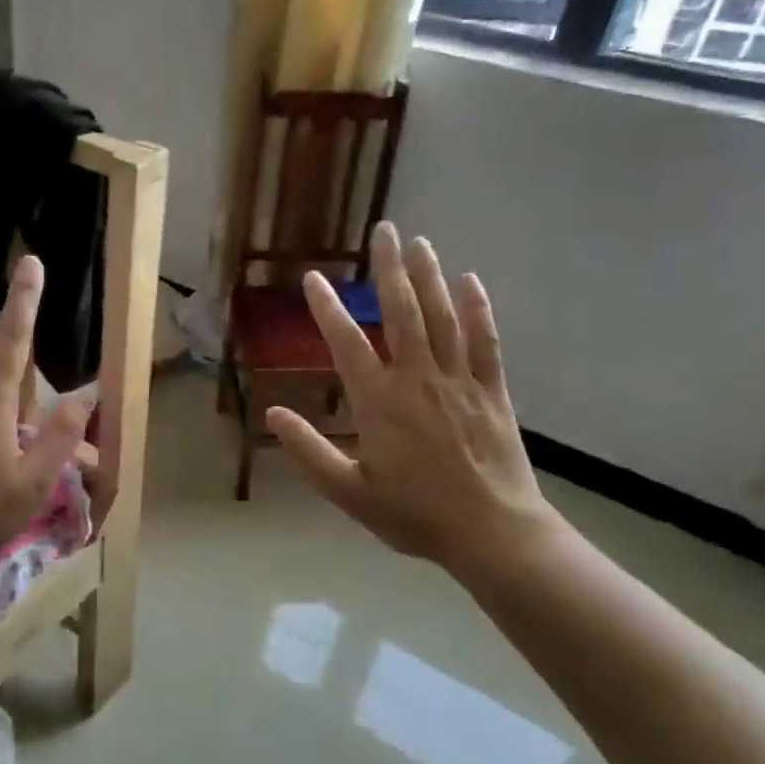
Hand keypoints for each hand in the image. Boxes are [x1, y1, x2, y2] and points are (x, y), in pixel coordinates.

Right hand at [267, 223, 564, 583]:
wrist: (492, 533)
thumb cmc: (414, 515)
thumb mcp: (349, 492)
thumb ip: (309, 451)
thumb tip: (272, 415)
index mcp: (379, 402)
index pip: (346, 342)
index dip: (327, 308)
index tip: (314, 277)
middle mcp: (418, 379)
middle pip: (401, 312)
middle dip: (389, 269)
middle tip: (383, 230)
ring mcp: (459, 381)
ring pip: (442, 317)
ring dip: (429, 276)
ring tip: (419, 242)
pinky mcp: (492, 391)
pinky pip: (485, 341)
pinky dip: (478, 309)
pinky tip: (470, 281)